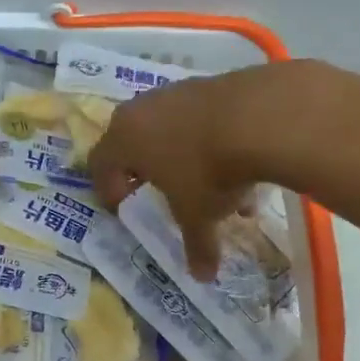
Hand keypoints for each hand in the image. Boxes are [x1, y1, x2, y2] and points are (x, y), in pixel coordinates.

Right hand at [88, 61, 310, 278]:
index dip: (107, 189)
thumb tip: (202, 277)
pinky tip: (240, 164)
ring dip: (184, 156)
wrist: (260, 117)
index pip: (99, 163)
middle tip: (158, 190)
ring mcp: (178, 91)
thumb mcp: (199, 215)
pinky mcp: (211, 82)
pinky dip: (211, 140)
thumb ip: (196, 245)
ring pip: (171, 128)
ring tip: (212, 187)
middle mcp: (143, 110)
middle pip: (132, 140)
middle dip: (145, 169)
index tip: (122, 208)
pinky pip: (201, 117)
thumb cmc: (208, 172)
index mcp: (123, 139)